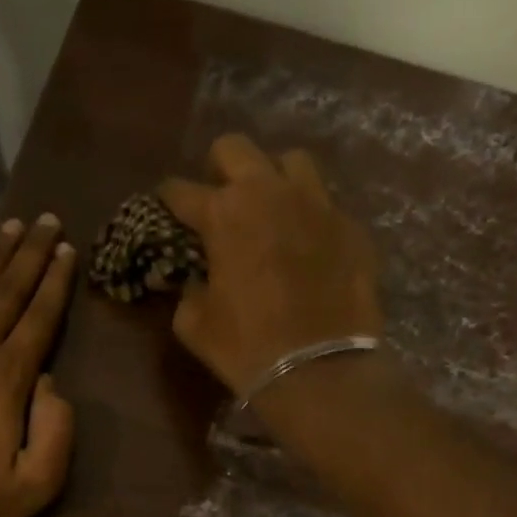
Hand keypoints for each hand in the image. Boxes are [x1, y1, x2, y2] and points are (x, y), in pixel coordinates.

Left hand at [0, 215, 76, 516]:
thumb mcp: (36, 483)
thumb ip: (56, 430)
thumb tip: (50, 383)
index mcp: (9, 378)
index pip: (39, 318)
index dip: (56, 282)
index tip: (68, 249)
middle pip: (7, 293)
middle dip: (31, 255)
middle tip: (46, 220)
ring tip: (10, 227)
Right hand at [162, 134, 384, 396]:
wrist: (318, 368)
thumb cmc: (244, 346)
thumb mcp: (194, 322)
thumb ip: (187, 287)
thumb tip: (192, 277)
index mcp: (223, 213)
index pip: (180, 189)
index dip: (167, 198)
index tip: (165, 207)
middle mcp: (269, 192)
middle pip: (235, 147)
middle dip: (218, 167)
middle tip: (218, 198)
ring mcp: (317, 203)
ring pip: (291, 160)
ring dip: (272, 178)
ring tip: (270, 208)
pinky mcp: (351, 225)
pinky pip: (325, 202)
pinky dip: (308, 216)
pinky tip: (306, 244)